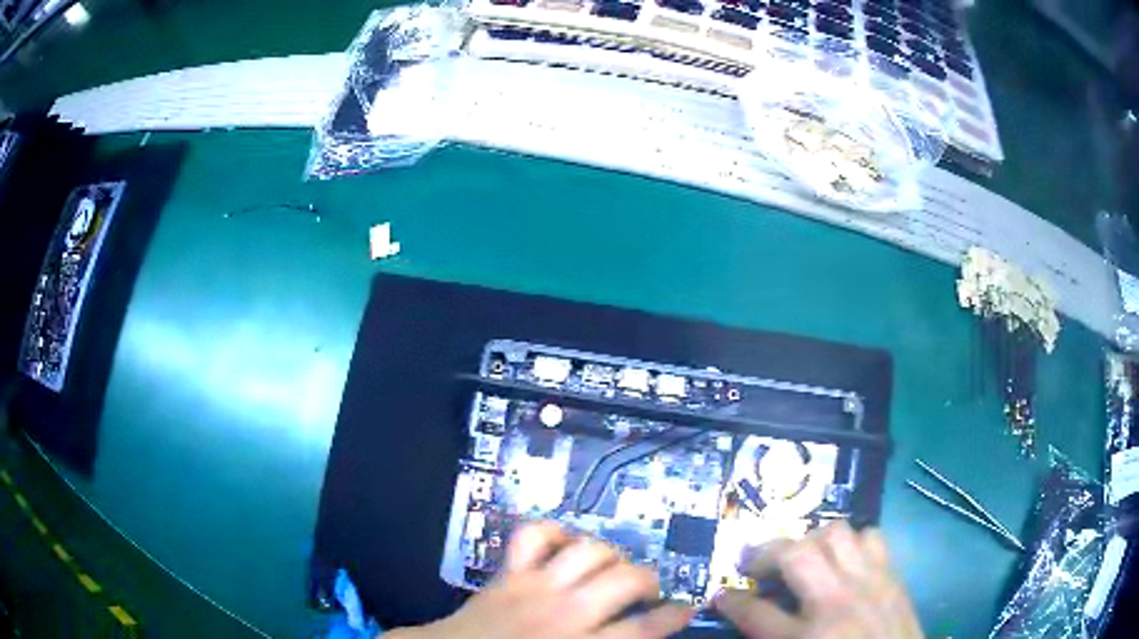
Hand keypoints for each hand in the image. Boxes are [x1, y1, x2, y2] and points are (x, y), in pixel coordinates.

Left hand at [391, 521, 692, 638]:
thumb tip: (636, 636)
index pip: (643, 629)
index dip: (673, 616)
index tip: (685, 609)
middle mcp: (564, 611)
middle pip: (625, 580)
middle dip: (648, 580)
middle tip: (648, 590)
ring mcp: (534, 586)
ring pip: (589, 551)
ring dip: (609, 555)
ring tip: (611, 567)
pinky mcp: (509, 572)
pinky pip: (534, 535)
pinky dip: (553, 531)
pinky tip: (564, 543)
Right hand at [714, 521, 921, 638]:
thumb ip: (776, 636)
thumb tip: (752, 615)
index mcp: (807, 638)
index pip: (754, 612)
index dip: (731, 602)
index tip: (722, 595)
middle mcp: (836, 602)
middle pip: (795, 555)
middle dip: (766, 554)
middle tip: (757, 566)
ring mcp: (869, 582)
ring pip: (835, 534)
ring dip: (811, 541)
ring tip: (803, 557)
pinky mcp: (892, 575)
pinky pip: (871, 537)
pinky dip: (853, 542)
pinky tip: (845, 560)